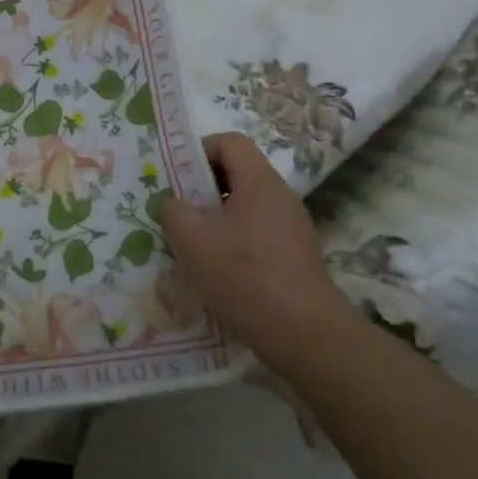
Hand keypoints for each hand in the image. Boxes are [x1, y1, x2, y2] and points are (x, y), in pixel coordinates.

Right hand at [154, 133, 350, 360]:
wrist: (305, 335)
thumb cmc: (244, 276)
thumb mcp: (192, 239)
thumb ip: (173, 210)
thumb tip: (172, 203)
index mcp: (259, 181)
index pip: (229, 142)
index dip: (198, 150)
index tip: (176, 178)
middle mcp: (280, 197)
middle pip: (237, 174)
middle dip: (202, 188)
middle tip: (176, 212)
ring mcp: (291, 228)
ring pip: (244, 207)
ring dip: (215, 219)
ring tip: (191, 245)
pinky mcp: (294, 257)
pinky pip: (256, 234)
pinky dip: (233, 243)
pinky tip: (216, 271)